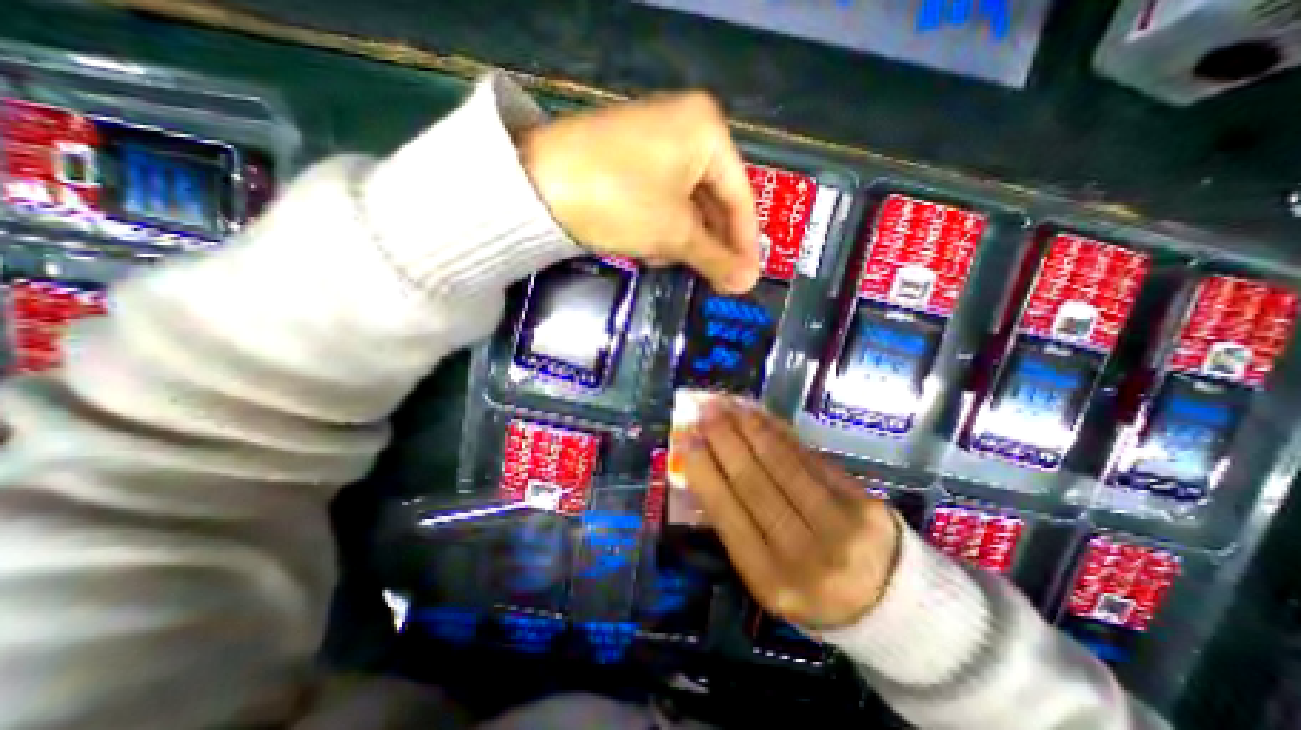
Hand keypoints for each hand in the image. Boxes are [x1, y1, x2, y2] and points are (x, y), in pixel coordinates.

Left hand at [519, 92, 762, 289]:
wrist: (535, 186)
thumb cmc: (620, 200)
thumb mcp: (674, 232)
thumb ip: (715, 258)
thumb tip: (747, 283)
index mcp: (707, 131)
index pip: (741, 197)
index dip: (744, 244)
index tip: (746, 280)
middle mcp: (685, 127)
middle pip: (713, 201)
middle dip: (709, 244)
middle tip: (715, 282)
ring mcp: (655, 142)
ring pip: (686, 205)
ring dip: (682, 240)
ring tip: (668, 261)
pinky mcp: (630, 161)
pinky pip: (661, 200)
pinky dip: (660, 228)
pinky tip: (648, 248)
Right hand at [677, 397, 900, 631]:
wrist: (885, 601)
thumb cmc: (809, 587)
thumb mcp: (764, 573)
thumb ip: (736, 524)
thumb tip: (707, 466)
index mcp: (771, 580)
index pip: (727, 514)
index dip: (705, 472)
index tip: (687, 439)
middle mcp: (805, 554)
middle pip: (754, 482)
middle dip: (724, 440)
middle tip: (705, 410)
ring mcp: (841, 525)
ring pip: (783, 463)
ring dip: (751, 428)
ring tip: (729, 405)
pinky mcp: (863, 501)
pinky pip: (810, 458)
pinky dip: (781, 433)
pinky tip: (761, 417)